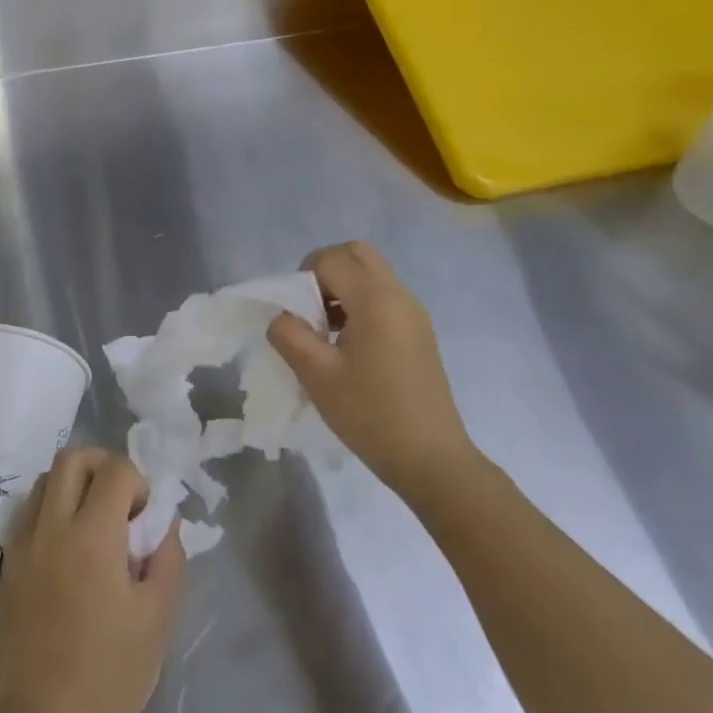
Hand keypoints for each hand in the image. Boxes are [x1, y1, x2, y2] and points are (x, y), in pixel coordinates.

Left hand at [0, 447, 185, 712]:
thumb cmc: (111, 673)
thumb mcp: (158, 617)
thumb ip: (168, 557)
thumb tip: (164, 521)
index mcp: (93, 536)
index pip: (116, 470)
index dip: (138, 483)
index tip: (144, 520)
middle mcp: (52, 526)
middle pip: (72, 458)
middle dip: (103, 466)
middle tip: (121, 503)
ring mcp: (24, 542)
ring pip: (46, 479)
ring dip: (74, 484)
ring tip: (93, 523)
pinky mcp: (8, 562)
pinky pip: (29, 511)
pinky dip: (51, 509)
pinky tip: (68, 546)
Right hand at [267, 241, 480, 503]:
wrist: (430, 458)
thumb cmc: (370, 414)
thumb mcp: (316, 375)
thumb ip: (289, 335)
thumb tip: (282, 318)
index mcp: (376, 301)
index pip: (332, 259)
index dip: (303, 277)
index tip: (295, 314)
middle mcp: (399, 296)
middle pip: (357, 253)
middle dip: (324, 270)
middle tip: (308, 308)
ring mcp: (414, 314)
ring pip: (372, 274)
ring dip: (342, 288)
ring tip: (324, 331)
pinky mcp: (419, 332)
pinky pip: (384, 297)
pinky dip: (359, 304)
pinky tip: (347, 346)